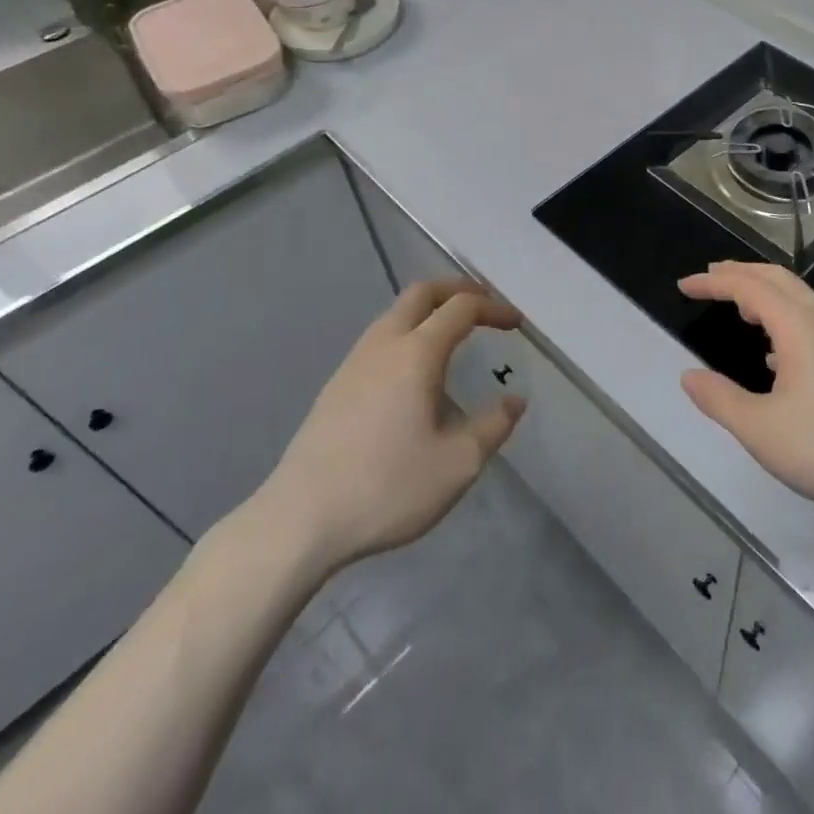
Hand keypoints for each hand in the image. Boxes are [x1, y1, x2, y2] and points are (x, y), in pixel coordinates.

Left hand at [250, 280, 524, 577]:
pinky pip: (379, 339)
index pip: (461, 308)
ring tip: (453, 335)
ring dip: (428, 311)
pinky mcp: (335, 387)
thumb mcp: (457, 464)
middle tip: (483, 307)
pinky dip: (407, 333)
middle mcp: (384, 345)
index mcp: (416, 353)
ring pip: (395, 314)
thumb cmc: (386, 488)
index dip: (493, 309)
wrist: (298, 522)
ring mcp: (353, 364)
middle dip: (457, 291)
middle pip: (422, 293)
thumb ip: (493, 426)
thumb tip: (514, 400)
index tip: (515, 324)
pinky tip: (413, 372)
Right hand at [679, 262, 813, 524]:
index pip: (748, 286)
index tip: (684, 285)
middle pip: (778, 279)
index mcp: (798, 326)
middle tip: (710, 277)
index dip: (713, 282)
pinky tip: (779, 356)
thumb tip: (689, 376)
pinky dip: (786, 319)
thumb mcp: (762, 431)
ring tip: (741, 310)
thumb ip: (721, 400)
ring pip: (800, 299)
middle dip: (741, 273)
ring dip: (766, 294)